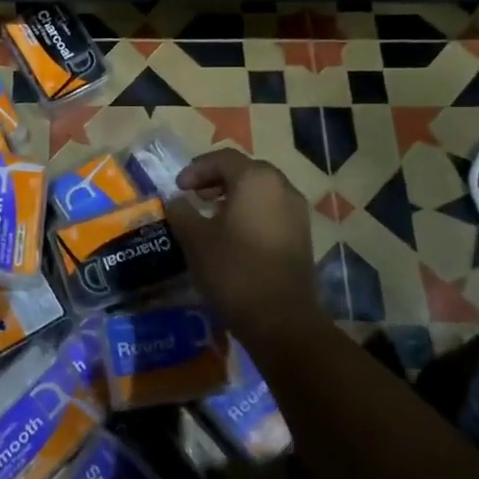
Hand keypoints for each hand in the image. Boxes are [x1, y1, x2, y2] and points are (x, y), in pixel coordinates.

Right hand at [165, 148, 318, 334]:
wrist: (281, 318)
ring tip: (212, 216)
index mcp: (256, 180)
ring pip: (261, 192)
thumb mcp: (195, 239)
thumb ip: (182, 212)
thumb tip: (176, 200)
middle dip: (217, 180)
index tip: (178, 187)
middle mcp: (282, 187)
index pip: (223, 159)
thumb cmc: (233, 269)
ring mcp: (297, 212)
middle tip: (195, 196)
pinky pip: (272, 212)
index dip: (196, 169)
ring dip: (234, 197)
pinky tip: (234, 236)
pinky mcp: (302, 236)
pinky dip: (251, 214)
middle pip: (246, 171)